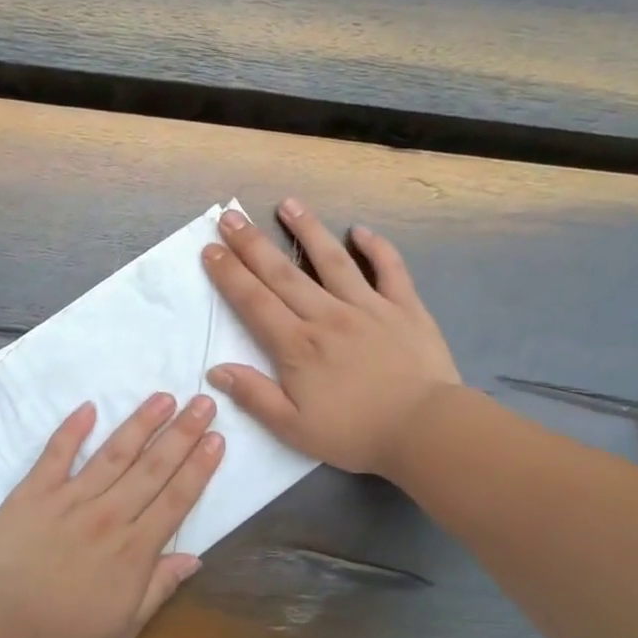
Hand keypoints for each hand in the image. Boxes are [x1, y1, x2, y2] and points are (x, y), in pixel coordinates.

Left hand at [0, 392, 224, 637]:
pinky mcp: (34, 492)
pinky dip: (72, 429)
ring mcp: (71, 498)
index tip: (216, 439)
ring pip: (114, 453)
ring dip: (141, 423)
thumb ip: (160, 588)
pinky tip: (89, 407)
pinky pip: (56, 454)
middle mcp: (109, 514)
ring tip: (163, 397)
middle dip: (182, 433)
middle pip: (153, 467)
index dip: (199, 467)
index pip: (176, 499)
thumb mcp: (124, 626)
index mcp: (134, 549)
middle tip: (203, 402)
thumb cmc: (63, 634)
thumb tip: (194, 558)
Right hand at [201, 198, 460, 474]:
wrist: (425, 430)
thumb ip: (254, 396)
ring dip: (308, 229)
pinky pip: (389, 269)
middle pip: (283, 273)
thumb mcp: (294, 429)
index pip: (254, 302)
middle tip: (231, 216)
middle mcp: (328, 316)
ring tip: (288, 204)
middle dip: (252, 244)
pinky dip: (376, 247)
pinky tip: (360, 231)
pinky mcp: (405, 307)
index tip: (211, 249)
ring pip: (332, 260)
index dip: (229, 275)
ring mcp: (369, 307)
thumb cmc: (355, 434)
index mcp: (298, 346)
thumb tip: (217, 369)